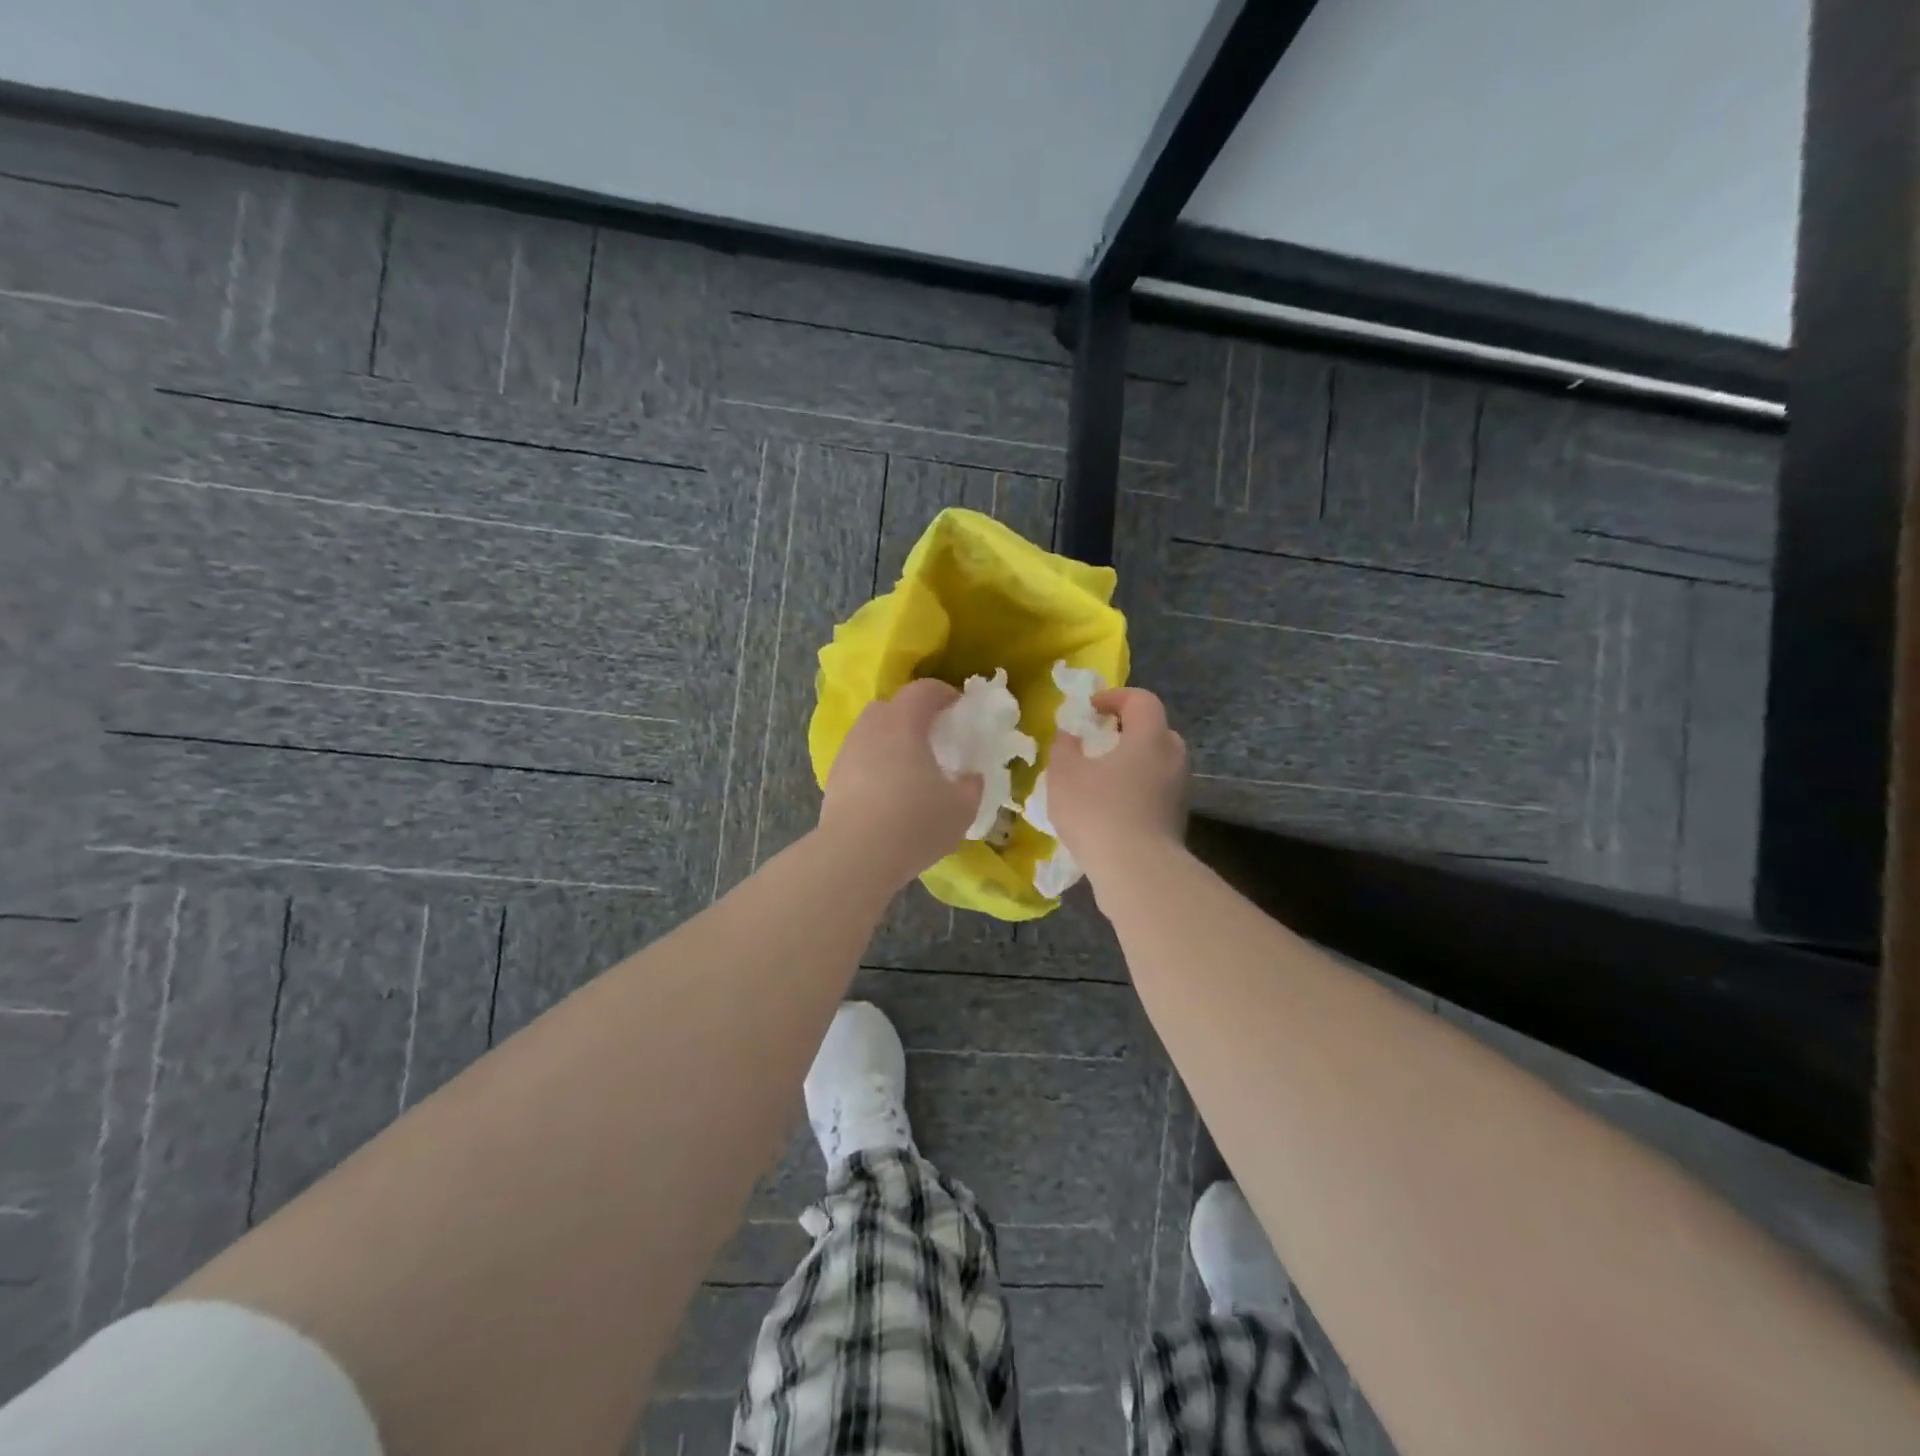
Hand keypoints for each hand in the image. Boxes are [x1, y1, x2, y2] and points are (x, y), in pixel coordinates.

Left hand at [818, 678, 983, 890]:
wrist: (855, 856)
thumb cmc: (915, 823)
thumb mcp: (961, 808)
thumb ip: (971, 787)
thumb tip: (971, 777)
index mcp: (904, 723)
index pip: (922, 690)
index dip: (943, 693)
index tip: (958, 706)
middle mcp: (871, 729)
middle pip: (890, 707)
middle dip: (912, 714)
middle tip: (932, 736)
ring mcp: (847, 753)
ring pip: (870, 733)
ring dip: (890, 741)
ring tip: (909, 768)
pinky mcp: (833, 779)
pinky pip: (859, 759)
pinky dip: (875, 766)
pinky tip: (888, 792)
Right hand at [1045, 687, 1187, 889]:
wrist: (1137, 872)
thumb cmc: (1098, 812)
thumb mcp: (1064, 775)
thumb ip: (1064, 748)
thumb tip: (1069, 736)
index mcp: (1149, 737)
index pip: (1142, 700)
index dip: (1115, 697)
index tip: (1090, 709)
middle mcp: (1172, 757)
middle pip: (1154, 730)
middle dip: (1126, 731)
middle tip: (1098, 741)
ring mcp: (1179, 790)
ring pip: (1157, 763)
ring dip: (1132, 763)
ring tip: (1101, 778)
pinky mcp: (1177, 819)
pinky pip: (1156, 790)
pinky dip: (1137, 789)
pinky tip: (1111, 809)